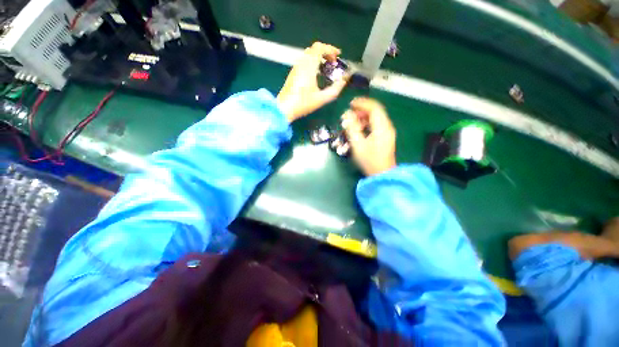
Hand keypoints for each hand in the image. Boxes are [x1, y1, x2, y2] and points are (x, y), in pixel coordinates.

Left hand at [277, 42, 347, 121]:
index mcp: (309, 66)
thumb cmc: (303, 103)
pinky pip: (305, 61)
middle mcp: (301, 63)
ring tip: (327, 68)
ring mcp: (296, 67)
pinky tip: (317, 74)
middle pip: (314, 49)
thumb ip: (335, 89)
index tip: (338, 56)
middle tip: (333, 63)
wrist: (284, 108)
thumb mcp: (322, 98)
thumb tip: (344, 80)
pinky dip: (313, 62)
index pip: (320, 48)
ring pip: (309, 54)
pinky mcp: (293, 73)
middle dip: (326, 53)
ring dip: (319, 58)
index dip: (331, 49)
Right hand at [342, 98, 395, 175]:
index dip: (362, 103)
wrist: (382, 174)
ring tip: (352, 122)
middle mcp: (387, 127)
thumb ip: (352, 128)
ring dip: (363, 117)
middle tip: (349, 114)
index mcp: (382, 127)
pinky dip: (367, 123)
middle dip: (361, 110)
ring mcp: (387, 132)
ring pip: (376, 118)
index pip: (374, 108)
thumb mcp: (358, 145)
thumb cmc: (369, 161)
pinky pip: (376, 124)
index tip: (350, 103)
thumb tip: (347, 114)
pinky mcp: (385, 136)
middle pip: (376, 111)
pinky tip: (359, 129)